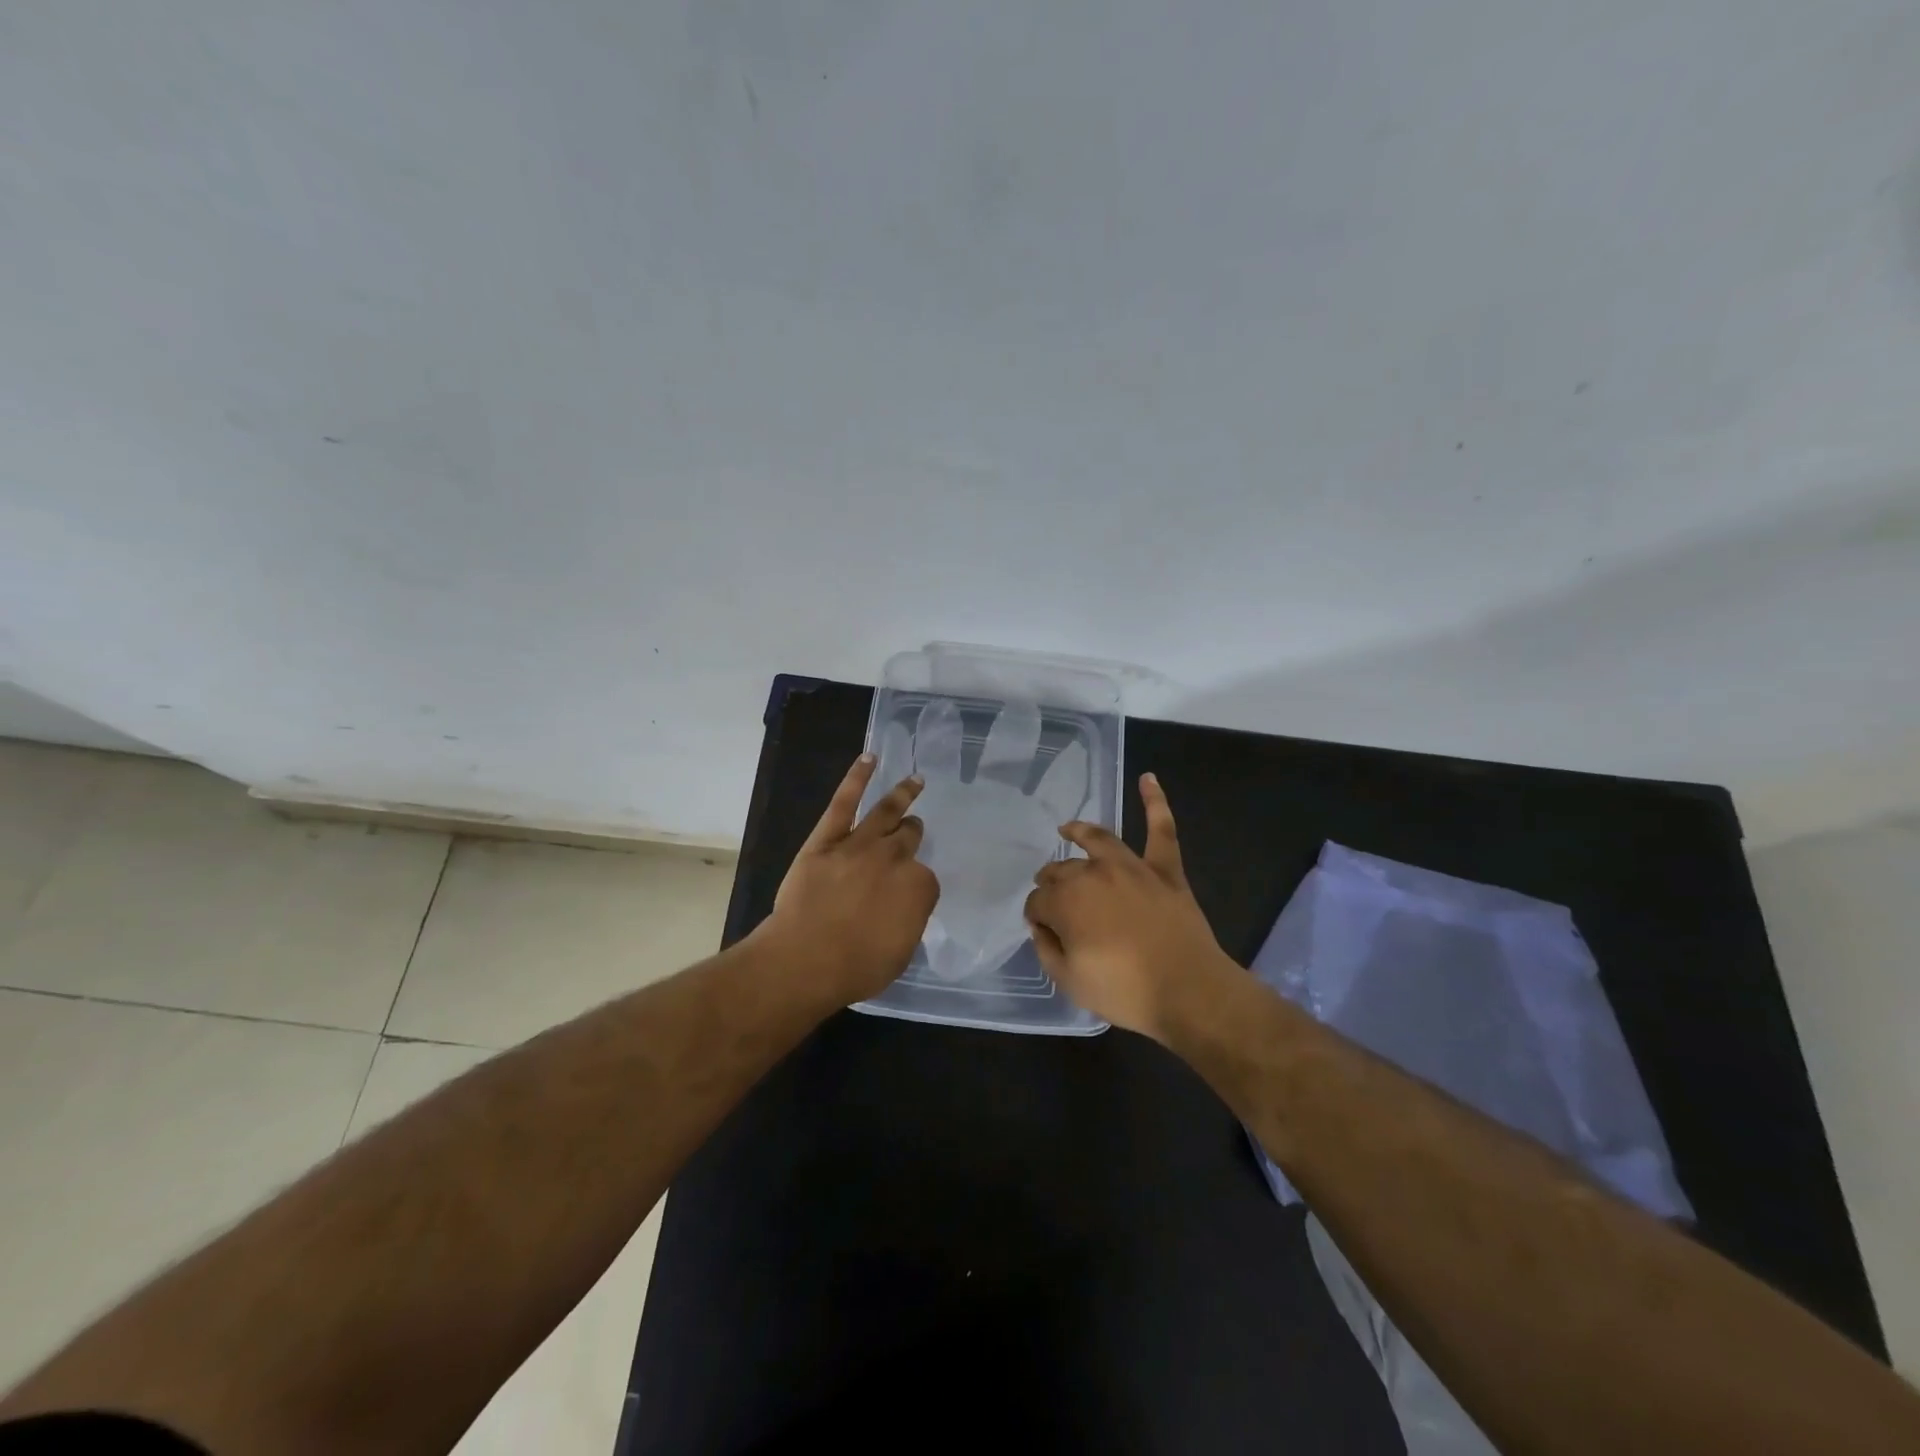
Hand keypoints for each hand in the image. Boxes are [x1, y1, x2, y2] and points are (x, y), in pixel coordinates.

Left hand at [760, 753, 939, 1007]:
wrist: (806, 959)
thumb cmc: (856, 967)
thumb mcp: (900, 953)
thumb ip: (908, 921)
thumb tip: (903, 907)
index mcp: (919, 887)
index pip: (925, 879)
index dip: (915, 886)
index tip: (906, 896)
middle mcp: (895, 858)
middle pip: (909, 839)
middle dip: (911, 835)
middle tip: (912, 832)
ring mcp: (860, 844)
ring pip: (887, 812)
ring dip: (903, 794)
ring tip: (914, 780)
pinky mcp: (827, 838)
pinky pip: (844, 801)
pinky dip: (857, 778)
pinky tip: (869, 759)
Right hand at [1023, 773, 1235, 1039]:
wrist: (1188, 991)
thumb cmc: (1124, 991)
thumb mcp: (1069, 981)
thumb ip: (1046, 949)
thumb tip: (1041, 926)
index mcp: (1066, 901)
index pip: (1038, 901)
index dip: (1037, 916)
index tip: (1042, 930)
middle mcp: (1093, 873)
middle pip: (1062, 871)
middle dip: (1051, 883)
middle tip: (1051, 898)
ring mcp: (1131, 867)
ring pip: (1098, 839)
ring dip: (1080, 832)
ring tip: (1068, 828)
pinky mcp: (1164, 870)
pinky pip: (1161, 830)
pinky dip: (1156, 802)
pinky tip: (1149, 778)